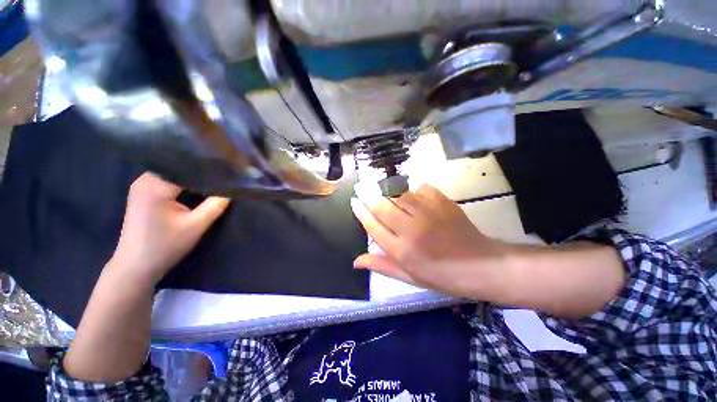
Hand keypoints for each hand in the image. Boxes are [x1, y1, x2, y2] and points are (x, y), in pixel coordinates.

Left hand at [111, 172, 230, 284]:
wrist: (135, 266)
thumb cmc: (165, 246)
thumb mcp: (195, 226)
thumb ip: (215, 205)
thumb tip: (231, 189)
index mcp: (156, 185)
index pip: (188, 168)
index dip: (210, 169)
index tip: (229, 172)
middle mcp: (145, 180)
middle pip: (180, 167)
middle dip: (202, 171)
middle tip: (225, 174)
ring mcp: (142, 186)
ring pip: (174, 172)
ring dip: (193, 176)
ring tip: (215, 179)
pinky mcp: (143, 193)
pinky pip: (167, 180)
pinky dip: (183, 182)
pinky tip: (197, 187)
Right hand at [351, 183, 511, 297]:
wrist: (480, 266)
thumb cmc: (442, 275)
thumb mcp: (409, 276)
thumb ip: (382, 265)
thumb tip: (356, 261)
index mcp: (402, 250)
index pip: (373, 226)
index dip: (360, 212)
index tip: (353, 201)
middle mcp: (411, 229)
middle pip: (382, 206)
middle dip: (367, 194)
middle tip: (360, 186)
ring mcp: (428, 214)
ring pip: (399, 193)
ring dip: (386, 188)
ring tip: (378, 185)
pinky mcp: (443, 203)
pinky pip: (421, 188)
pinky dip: (413, 188)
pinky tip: (411, 192)